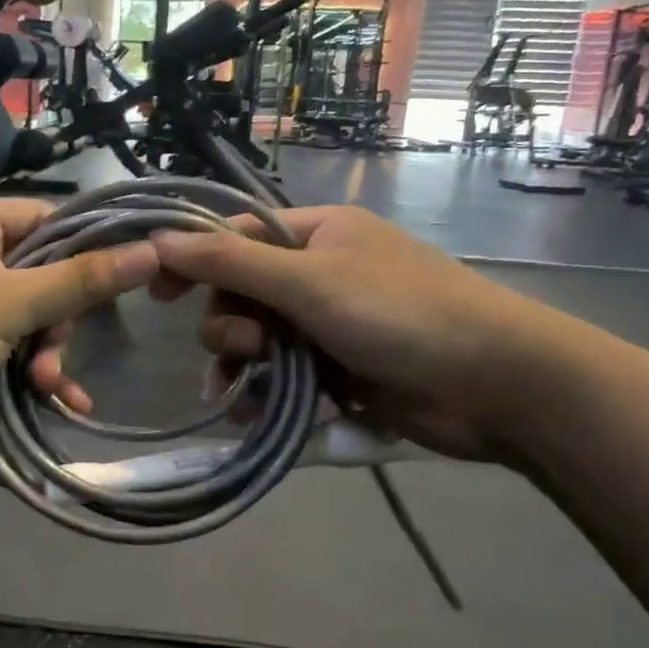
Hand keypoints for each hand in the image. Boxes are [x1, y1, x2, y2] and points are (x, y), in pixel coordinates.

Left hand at [0, 199, 157, 471]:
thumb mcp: (9, 304)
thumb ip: (80, 280)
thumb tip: (150, 250)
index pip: (45, 218)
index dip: (87, 245)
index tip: (126, 276)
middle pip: (40, 274)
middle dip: (58, 319)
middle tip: (56, 351)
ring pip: (26, 317)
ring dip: (45, 352)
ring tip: (47, 385)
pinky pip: (6, 348)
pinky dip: (29, 371)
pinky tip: (57, 400)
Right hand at [147, 206, 563, 458]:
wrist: (491, 383)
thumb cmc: (398, 313)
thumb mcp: (307, 280)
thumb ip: (230, 263)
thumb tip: (158, 240)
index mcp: (315, 234)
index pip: (236, 237)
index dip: (193, 261)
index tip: (157, 294)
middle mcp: (319, 273)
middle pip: (242, 294)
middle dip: (230, 325)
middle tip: (246, 349)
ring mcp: (330, 324)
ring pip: (259, 339)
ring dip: (243, 364)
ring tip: (243, 389)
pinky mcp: (340, 370)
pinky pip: (284, 375)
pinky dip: (266, 392)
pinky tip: (254, 412)